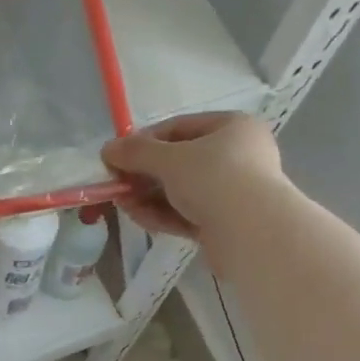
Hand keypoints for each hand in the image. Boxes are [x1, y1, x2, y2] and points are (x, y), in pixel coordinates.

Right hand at [101, 112, 284, 239]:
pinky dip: (162, 214)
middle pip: (179, 162)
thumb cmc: (214, 178)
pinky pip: (187, 213)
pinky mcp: (224, 224)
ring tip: (120, 203)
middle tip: (116, 183)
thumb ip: (136, 152)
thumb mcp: (169, 159)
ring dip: (148, 196)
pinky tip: (137, 216)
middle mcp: (237, 156)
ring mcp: (232, 192)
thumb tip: (107, 149)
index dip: (144, 141)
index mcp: (232, 128)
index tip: (117, 156)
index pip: (179, 128)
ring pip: (181, 191)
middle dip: (144, 174)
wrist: (252, 232)